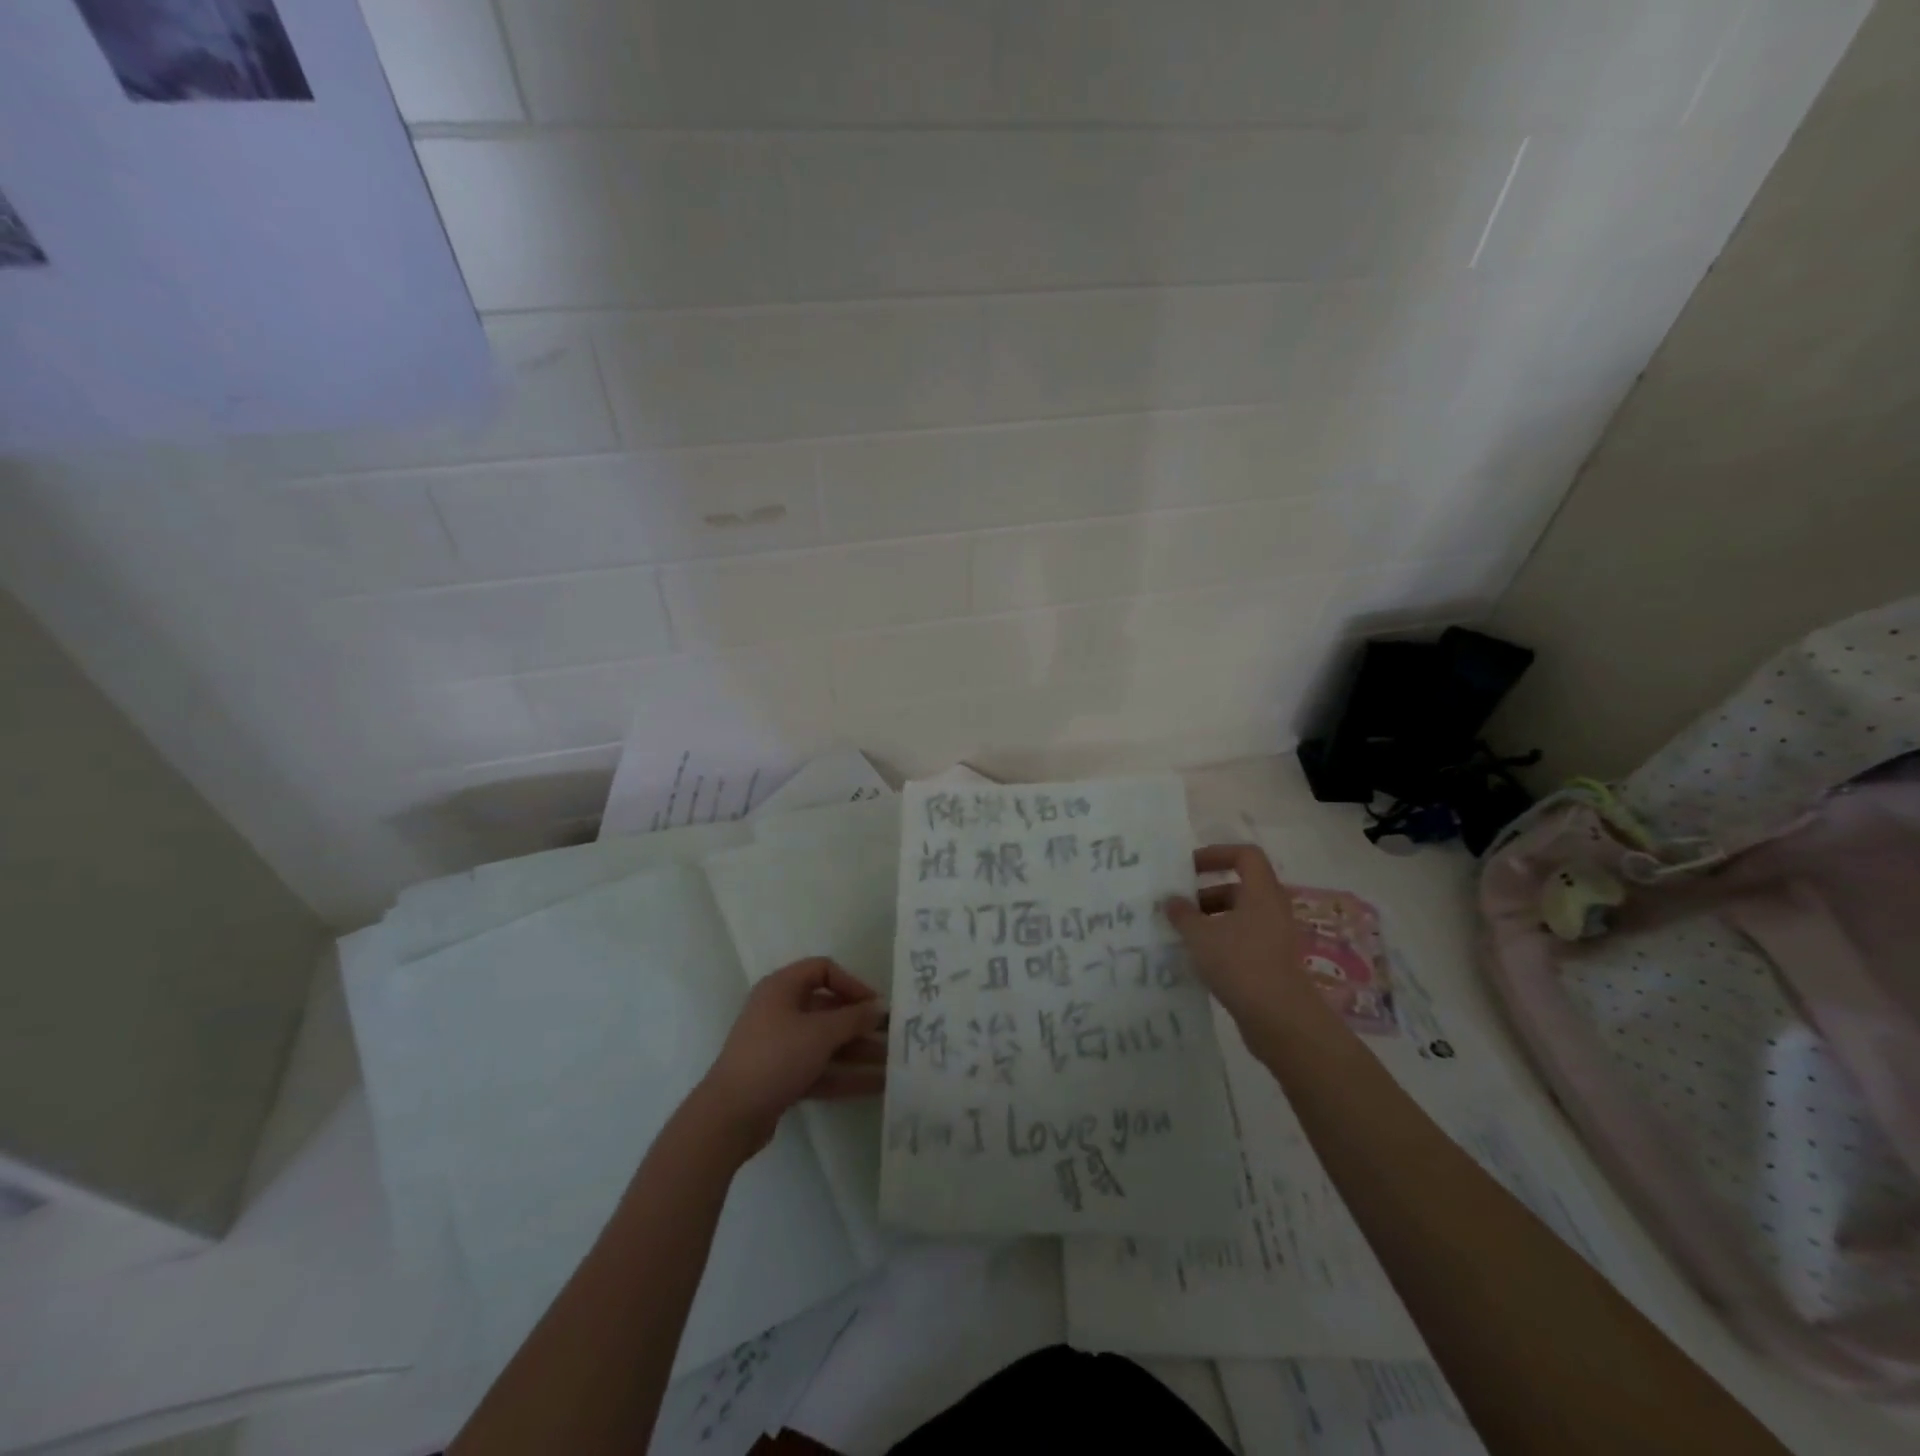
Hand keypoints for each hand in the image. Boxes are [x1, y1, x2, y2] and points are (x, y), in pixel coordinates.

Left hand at [695, 958, 886, 1155]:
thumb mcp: (820, 1033)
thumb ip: (854, 1018)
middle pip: (827, 1008)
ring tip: (892, 1064)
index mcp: (781, 988)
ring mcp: (779, 1045)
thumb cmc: (776, 1057)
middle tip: (891, 1036)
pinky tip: (875, 1085)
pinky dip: (844, 1074)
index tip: (874, 1005)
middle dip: (860, 1023)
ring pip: (825, 1042)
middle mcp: (779, 1010)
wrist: (730, 1115)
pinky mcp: (780, 1076)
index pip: (822, 969)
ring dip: (857, 1051)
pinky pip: (819, 1067)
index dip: (851, 983)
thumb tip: (878, 1008)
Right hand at [1165, 844, 1321, 1024]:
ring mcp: (1275, 938)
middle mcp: (1272, 909)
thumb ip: (1182, 914)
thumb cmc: (1240, 964)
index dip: (1217, 854)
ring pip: (1240, 916)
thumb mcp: (1200, 935)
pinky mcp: (1272, 963)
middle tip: (1179, 904)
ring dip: (1211, 918)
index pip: (1245, 855)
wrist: (1280, 1019)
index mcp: (1261, 892)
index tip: (1189, 867)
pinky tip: (1198, 958)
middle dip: (1206, 892)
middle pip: (1240, 887)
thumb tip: (1172, 900)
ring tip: (1182, 933)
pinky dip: (1221, 941)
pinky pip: (1243, 940)